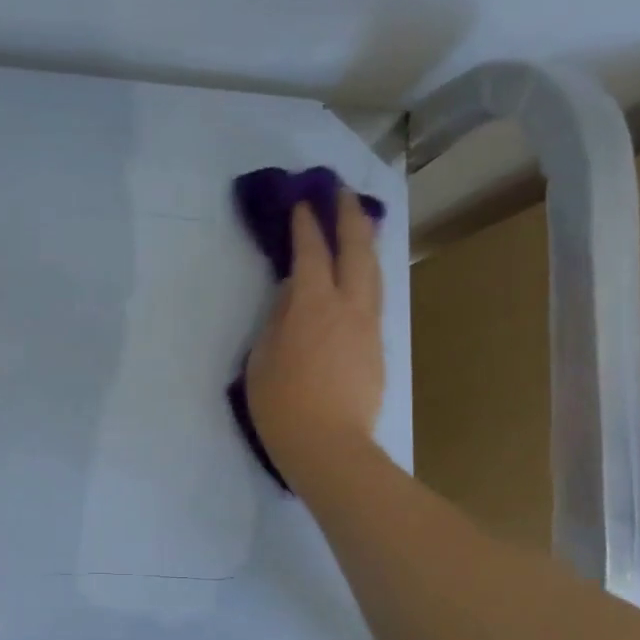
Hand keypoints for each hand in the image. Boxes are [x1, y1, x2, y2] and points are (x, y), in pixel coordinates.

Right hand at [244, 187, 384, 492]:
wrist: (329, 446)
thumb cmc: (281, 405)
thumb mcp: (262, 359)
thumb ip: (277, 319)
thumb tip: (292, 294)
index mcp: (312, 306)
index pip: (311, 253)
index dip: (306, 225)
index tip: (302, 203)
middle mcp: (348, 306)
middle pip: (355, 250)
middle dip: (348, 217)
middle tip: (340, 193)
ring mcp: (368, 326)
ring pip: (373, 272)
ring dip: (365, 243)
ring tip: (359, 224)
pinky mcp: (377, 347)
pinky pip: (375, 298)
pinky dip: (367, 275)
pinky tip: (360, 276)